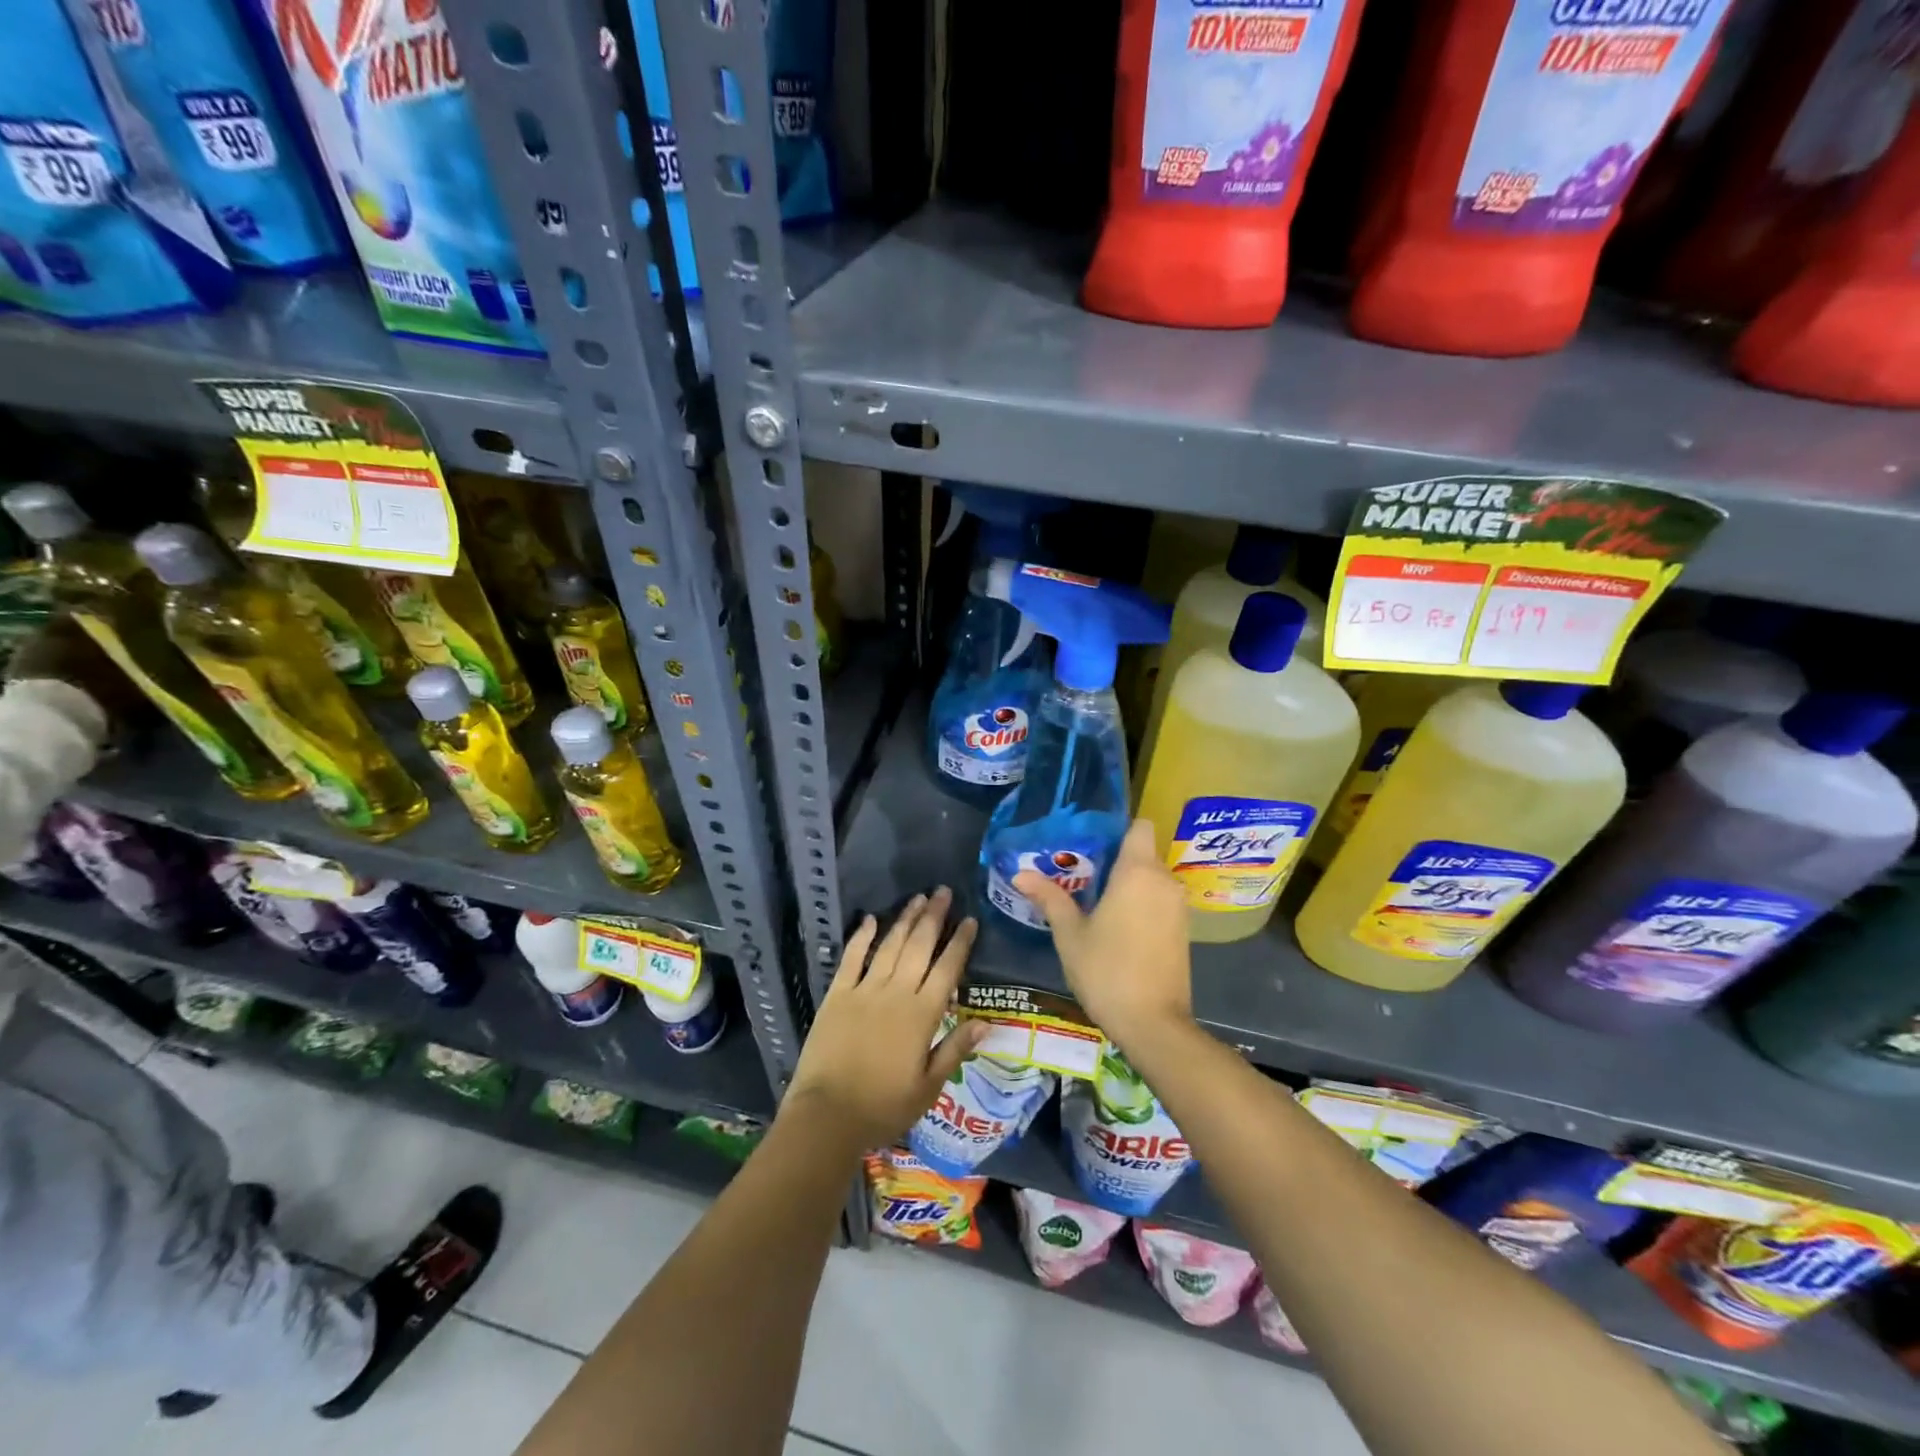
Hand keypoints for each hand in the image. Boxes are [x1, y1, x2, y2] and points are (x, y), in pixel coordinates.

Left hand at [784, 887, 985, 1153]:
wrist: (827, 1116)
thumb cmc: (883, 1107)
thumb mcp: (928, 1087)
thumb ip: (955, 1050)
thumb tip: (986, 1023)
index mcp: (923, 1015)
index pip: (948, 969)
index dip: (960, 942)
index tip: (970, 919)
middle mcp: (896, 993)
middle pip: (919, 946)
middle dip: (934, 917)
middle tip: (944, 891)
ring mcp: (864, 990)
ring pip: (890, 945)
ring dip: (905, 919)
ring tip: (918, 898)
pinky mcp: (837, 994)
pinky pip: (852, 958)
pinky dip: (862, 937)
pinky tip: (871, 919)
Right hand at [1013, 818, 1192, 1050]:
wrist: (1153, 1024)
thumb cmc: (1106, 970)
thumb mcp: (1070, 934)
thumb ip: (1049, 898)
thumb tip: (1020, 874)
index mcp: (1138, 872)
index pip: (1140, 826)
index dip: (1118, 829)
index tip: (1092, 842)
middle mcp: (1164, 881)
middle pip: (1143, 853)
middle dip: (1115, 859)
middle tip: (1080, 874)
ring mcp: (1178, 907)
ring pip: (1152, 879)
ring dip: (1129, 884)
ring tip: (1095, 900)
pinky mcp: (1184, 930)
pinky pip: (1160, 901)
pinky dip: (1142, 904)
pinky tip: (1117, 926)